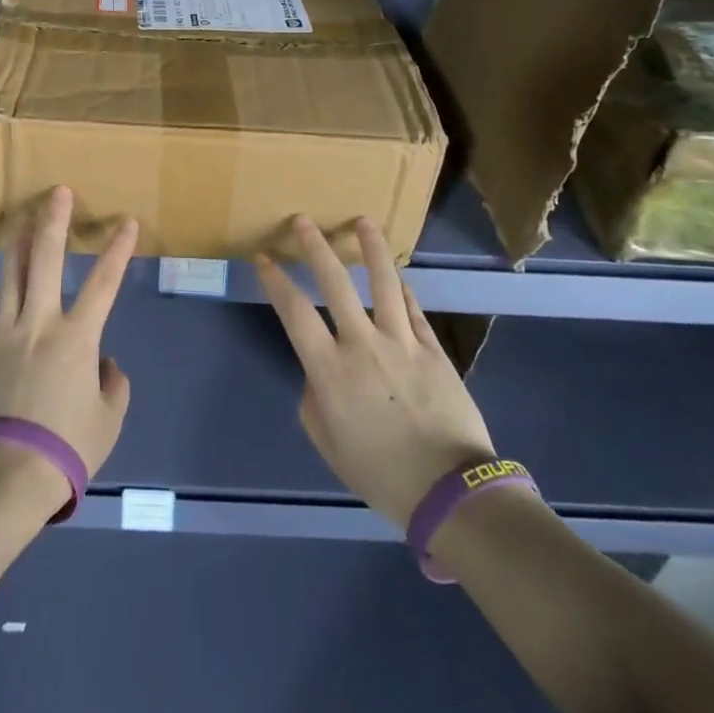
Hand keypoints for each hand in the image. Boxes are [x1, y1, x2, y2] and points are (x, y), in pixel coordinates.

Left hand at [0, 187, 136, 515]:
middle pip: (46, 261)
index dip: (118, 250)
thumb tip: (104, 364)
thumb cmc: (66, 448)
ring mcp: (3, 334)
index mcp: (78, 337)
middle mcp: (40, 323)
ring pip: (9, 276)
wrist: (5, 474)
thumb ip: (113, 385)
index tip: (127, 222)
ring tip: (19, 220)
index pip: (104, 283)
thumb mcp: (108, 420)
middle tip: (57, 192)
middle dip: (53, 222)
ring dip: (16, 245)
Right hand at [256, 216, 495, 529]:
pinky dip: (404, 289)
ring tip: (363, 222)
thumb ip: (315, 399)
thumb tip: (320, 373)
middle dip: (316, 247)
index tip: (265, 258)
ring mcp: (402, 342)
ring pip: (384, 282)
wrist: (448, 492)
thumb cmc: (380, 473)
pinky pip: (414, 309)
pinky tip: (399, 276)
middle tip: (303, 220)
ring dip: (371, 248)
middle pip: (335, 283)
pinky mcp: (433, 349)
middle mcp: (362, 345)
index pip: (294, 312)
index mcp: (330, 370)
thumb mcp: (328, 442)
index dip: (276, 281)